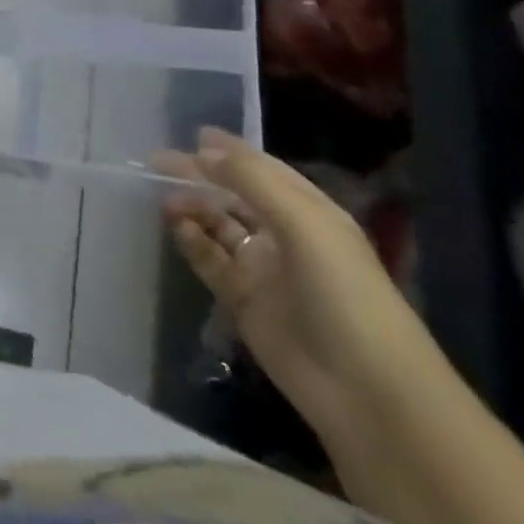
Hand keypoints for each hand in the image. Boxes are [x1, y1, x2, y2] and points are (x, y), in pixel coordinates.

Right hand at [159, 128, 446, 435]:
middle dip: (201, 176)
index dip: (231, 151)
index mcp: (310, 213)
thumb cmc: (343, 292)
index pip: (264, 170)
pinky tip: (175, 228)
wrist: (366, 390)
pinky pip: (210, 260)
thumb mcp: (303, 223)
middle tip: (157, 162)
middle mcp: (285, 235)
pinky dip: (191, 241)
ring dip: (193, 207)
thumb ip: (251, 180)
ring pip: (218, 226)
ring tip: (164, 198)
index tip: (192, 133)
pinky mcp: (243, 299)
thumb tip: (203, 148)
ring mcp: (264, 268)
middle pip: (235, 195)